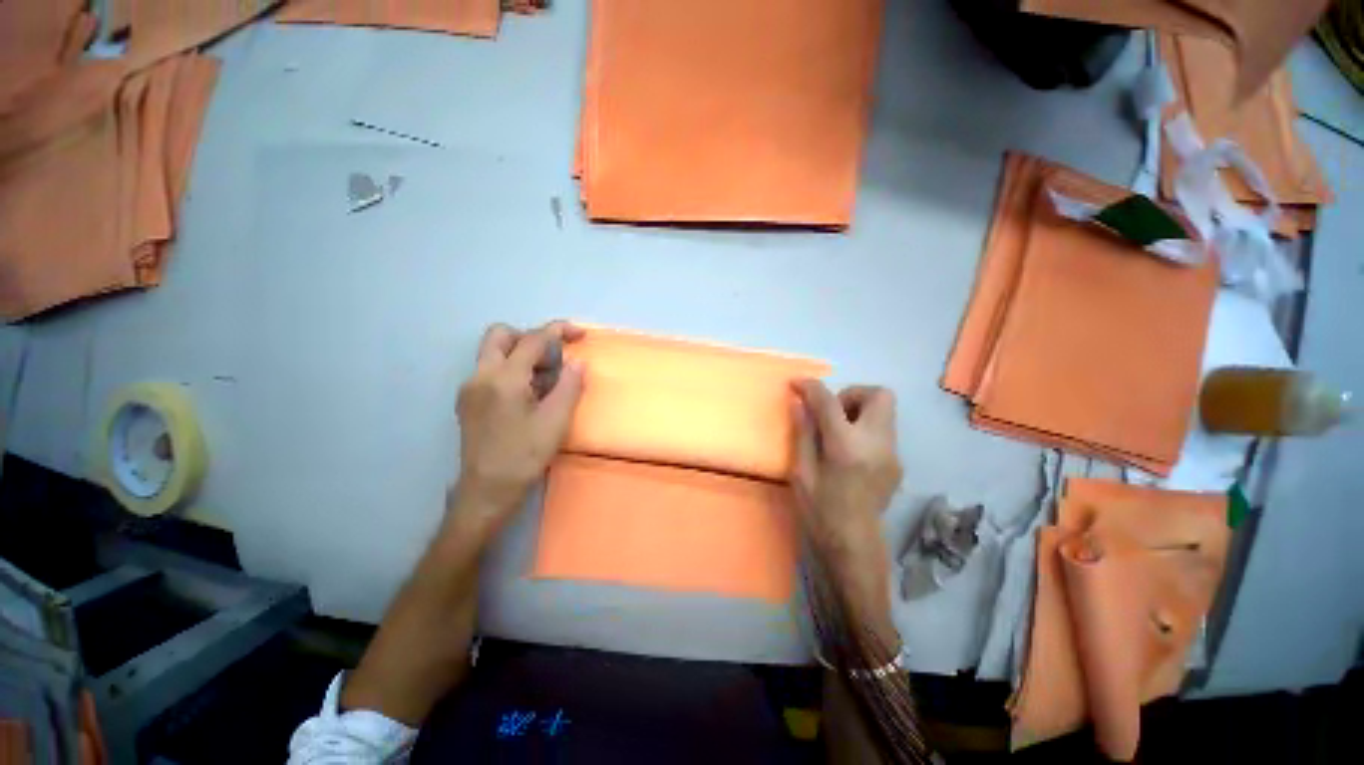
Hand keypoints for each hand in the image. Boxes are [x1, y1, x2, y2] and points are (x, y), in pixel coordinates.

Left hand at [453, 322, 585, 525]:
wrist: (486, 490)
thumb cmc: (524, 456)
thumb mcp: (555, 421)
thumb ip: (569, 386)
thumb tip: (578, 363)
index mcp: (503, 379)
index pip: (531, 340)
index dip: (557, 331)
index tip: (579, 334)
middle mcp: (480, 376)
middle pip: (501, 335)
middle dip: (531, 337)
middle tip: (553, 358)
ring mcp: (470, 388)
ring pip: (494, 352)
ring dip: (522, 355)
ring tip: (547, 382)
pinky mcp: (468, 401)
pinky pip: (491, 370)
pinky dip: (513, 370)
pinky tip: (530, 395)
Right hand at [791, 380, 902, 651]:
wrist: (854, 546)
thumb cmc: (820, 512)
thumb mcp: (801, 472)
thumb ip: (802, 433)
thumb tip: (798, 403)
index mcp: (846, 448)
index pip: (829, 402)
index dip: (810, 387)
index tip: (796, 384)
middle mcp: (877, 444)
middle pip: (879, 395)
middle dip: (851, 394)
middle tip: (829, 413)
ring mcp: (892, 453)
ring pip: (885, 410)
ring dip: (858, 409)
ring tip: (837, 432)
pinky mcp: (897, 462)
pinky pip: (883, 428)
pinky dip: (864, 427)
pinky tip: (849, 450)